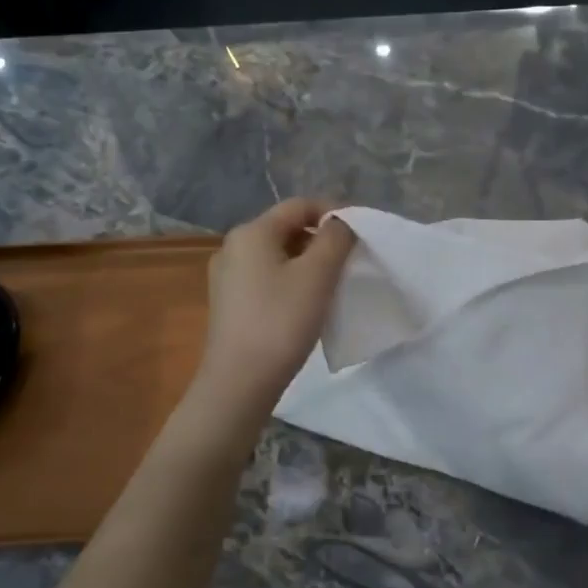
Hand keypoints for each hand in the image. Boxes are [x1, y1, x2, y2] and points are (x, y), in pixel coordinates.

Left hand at [196, 199, 355, 406]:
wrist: (240, 381)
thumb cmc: (281, 321)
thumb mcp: (318, 275)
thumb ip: (336, 238)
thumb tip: (340, 223)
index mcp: (252, 232)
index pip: (299, 206)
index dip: (333, 212)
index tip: (360, 234)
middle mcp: (233, 246)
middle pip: (287, 228)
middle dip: (321, 239)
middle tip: (350, 261)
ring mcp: (227, 276)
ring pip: (277, 255)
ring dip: (308, 262)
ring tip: (332, 284)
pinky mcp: (229, 302)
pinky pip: (266, 277)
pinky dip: (291, 280)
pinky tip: (306, 304)